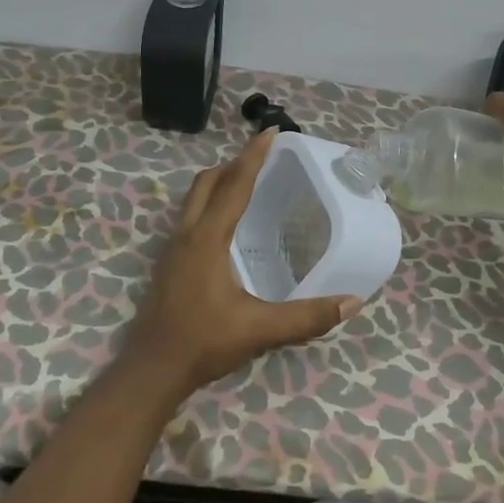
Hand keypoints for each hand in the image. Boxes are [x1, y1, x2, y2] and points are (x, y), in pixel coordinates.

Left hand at [119, 130, 361, 400]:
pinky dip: (210, 203)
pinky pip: (190, 216)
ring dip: (219, 181)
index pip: (234, 185)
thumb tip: (352, 302)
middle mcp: (187, 234)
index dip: (254, 156)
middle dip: (234, 163)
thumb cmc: (203, 343)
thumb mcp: (259, 330)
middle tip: (263, 157)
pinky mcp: (169, 263)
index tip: (271, 132)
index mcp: (208, 239)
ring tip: (247, 183)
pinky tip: (226, 226)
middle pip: (207, 182)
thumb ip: (306, 317)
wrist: (151, 370)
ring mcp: (173, 248)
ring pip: (193, 198)